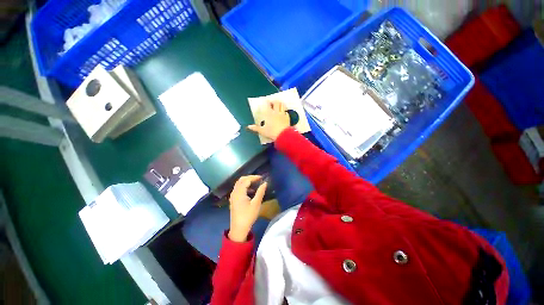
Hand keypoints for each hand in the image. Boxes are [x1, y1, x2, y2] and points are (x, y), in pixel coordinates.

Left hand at [228, 175, 267, 241]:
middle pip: (241, 180)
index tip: (262, 178)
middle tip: (259, 179)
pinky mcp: (233, 199)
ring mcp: (233, 196)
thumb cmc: (248, 216)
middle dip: (250, 177)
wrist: (238, 229)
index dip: (254, 177)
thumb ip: (260, 192)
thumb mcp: (256, 204)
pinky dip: (244, 186)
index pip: (246, 180)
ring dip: (247, 181)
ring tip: (256, 183)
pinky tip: (251, 191)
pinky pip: (238, 188)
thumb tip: (265, 183)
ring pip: (239, 184)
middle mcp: (234, 192)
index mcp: (239, 192)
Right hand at [248, 101, 289, 140]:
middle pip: (276, 102)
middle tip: (272, 102)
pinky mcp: (287, 118)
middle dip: (274, 101)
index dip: (266, 101)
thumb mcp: (262, 131)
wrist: (283, 135)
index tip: (265, 101)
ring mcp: (282, 114)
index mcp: (269, 113)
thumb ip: (256, 128)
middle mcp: (276, 112)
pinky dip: (285, 111)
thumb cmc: (271, 132)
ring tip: (278, 104)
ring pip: (282, 105)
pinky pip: (286, 112)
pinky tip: (284, 113)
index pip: (267, 104)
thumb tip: (249, 126)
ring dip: (280, 103)